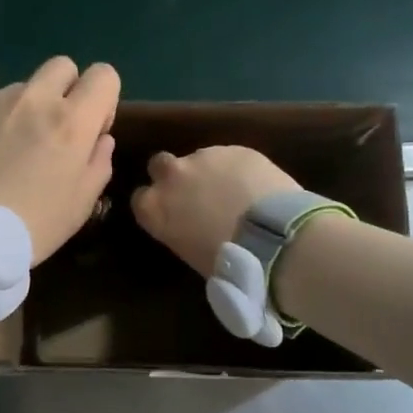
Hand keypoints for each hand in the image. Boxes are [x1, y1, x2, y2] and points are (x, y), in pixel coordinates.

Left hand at [0, 57, 118, 262]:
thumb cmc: (29, 227)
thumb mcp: (80, 205)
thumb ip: (98, 163)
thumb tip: (99, 139)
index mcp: (71, 120)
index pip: (104, 75)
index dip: (103, 99)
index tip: (92, 129)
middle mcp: (34, 98)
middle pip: (62, 66)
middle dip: (66, 90)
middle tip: (54, 130)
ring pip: (23, 88)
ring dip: (27, 109)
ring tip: (9, 152)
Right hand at [131, 146, 300, 274]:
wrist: (272, 239)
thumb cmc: (228, 263)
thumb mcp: (190, 253)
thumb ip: (181, 230)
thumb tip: (191, 227)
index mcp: (155, 208)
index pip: (140, 199)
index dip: (156, 203)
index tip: (170, 213)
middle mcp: (172, 176)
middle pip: (160, 165)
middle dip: (174, 176)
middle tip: (196, 193)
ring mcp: (204, 157)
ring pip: (199, 159)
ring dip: (210, 172)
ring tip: (235, 192)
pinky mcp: (235, 149)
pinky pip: (230, 157)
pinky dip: (238, 169)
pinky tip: (256, 186)